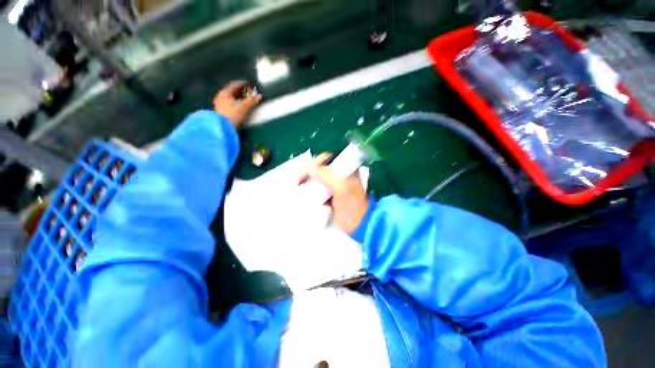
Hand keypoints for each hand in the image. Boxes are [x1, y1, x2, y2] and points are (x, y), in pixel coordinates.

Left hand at [213, 80, 261, 127]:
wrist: (223, 128)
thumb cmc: (232, 116)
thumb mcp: (243, 108)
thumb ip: (251, 101)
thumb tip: (259, 96)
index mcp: (224, 93)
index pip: (234, 85)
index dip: (243, 84)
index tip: (249, 84)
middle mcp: (220, 96)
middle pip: (232, 91)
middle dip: (241, 91)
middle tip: (249, 92)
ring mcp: (219, 104)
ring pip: (231, 97)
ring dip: (239, 97)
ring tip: (246, 99)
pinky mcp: (221, 111)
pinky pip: (229, 102)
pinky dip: (236, 102)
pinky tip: (240, 105)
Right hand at [299, 153, 368, 233]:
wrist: (358, 224)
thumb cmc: (352, 205)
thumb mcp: (342, 188)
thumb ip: (327, 176)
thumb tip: (312, 170)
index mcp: (347, 169)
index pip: (327, 159)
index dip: (315, 163)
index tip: (305, 173)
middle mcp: (340, 174)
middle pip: (321, 168)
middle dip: (309, 173)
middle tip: (299, 181)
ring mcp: (335, 186)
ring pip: (319, 179)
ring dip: (309, 182)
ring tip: (299, 187)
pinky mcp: (331, 196)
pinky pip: (318, 190)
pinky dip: (311, 191)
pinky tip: (305, 194)